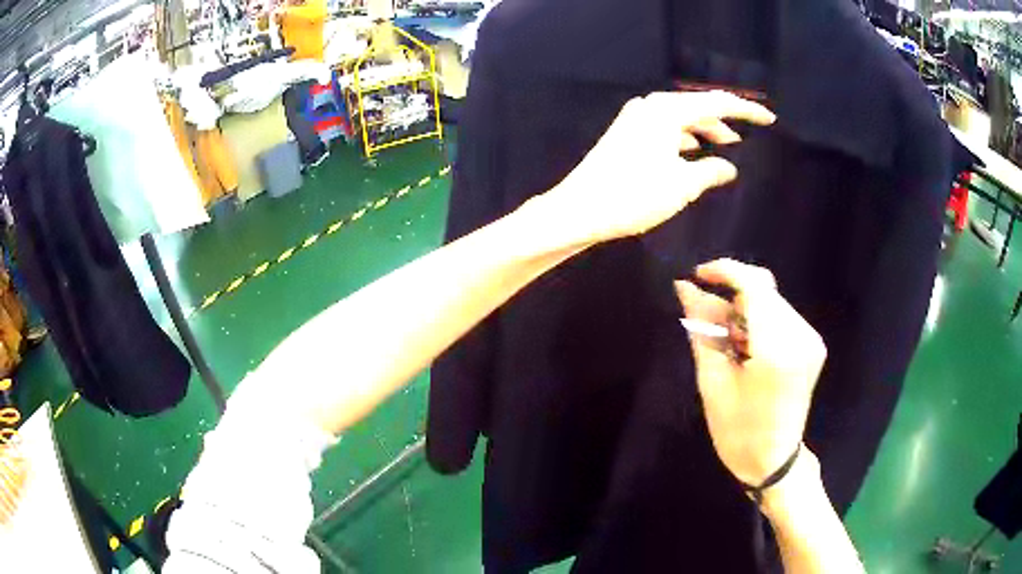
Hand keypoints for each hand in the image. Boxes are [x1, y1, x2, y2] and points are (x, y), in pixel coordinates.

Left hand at [541, 91, 774, 243]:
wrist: (581, 209)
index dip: (746, 110)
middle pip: (698, 106)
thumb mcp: (682, 185)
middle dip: (726, 118)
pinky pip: (666, 128)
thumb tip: (728, 166)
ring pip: (681, 118)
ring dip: (705, 129)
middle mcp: (650, 106)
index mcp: (667, 111)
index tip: (769, 118)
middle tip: (751, 130)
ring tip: (727, 144)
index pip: (716, 103)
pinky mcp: (626, 133)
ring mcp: (635, 118)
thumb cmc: (634, 196)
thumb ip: (711, 171)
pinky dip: (685, 137)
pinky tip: (695, 151)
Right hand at [675, 259, 826, 485]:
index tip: (697, 275)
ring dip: (745, 310)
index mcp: (777, 350)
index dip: (725, 272)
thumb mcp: (712, 382)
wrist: (774, 461)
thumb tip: (686, 289)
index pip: (754, 286)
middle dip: (732, 297)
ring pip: (772, 300)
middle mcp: (801, 336)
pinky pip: (781, 315)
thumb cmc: (737, 432)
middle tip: (707, 322)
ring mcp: (811, 339)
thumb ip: (703, 328)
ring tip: (727, 343)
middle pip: (763, 290)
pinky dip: (759, 321)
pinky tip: (746, 347)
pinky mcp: (813, 344)